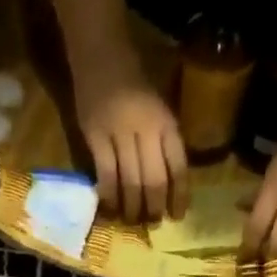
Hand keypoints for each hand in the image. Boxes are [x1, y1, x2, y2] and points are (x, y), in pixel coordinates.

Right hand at [70, 40, 188, 223]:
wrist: (101, 53)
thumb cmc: (133, 82)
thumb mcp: (158, 108)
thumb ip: (162, 141)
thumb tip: (168, 184)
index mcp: (166, 122)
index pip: (179, 166)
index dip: (180, 195)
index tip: (178, 216)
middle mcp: (146, 129)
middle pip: (154, 180)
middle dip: (154, 207)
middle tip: (152, 223)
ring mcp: (119, 133)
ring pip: (130, 182)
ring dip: (131, 208)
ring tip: (131, 221)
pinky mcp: (95, 137)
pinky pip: (105, 175)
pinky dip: (109, 196)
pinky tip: (110, 208)